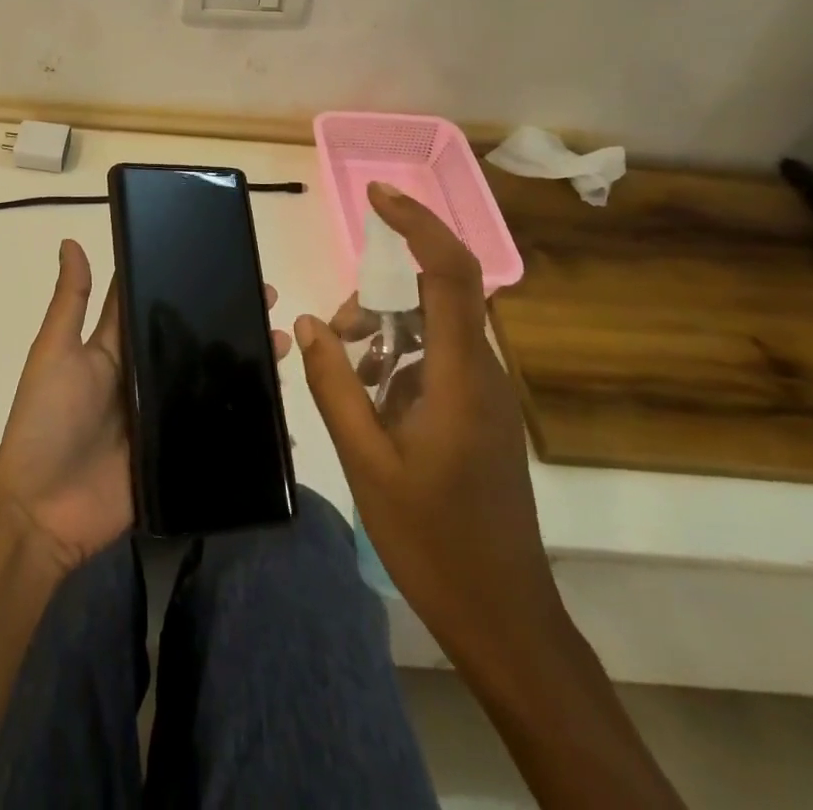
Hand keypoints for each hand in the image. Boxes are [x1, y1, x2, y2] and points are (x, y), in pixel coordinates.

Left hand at [0, 240, 287, 574]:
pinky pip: (217, 430)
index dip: (185, 278)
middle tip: (269, 300)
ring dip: (245, 361)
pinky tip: (281, 409)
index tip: (224, 257)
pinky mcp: (177, 453)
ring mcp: (163, 416)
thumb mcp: (55, 352)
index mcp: (117, 347)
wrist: (42, 510)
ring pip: (211, 380)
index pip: (156, 302)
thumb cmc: (46, 420)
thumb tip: (71, 240)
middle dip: (229, 317)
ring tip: (282, 344)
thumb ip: (71, 301)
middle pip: (192, 339)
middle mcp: (144, 375)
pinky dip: (246, 419)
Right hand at [294, 183, 561, 667]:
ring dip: (383, 331)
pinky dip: (396, 360)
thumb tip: (309, 320)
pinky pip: (435, 360)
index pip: (452, 273)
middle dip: (379, 295)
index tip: (377, 195)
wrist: (503, 617)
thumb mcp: (365, 460)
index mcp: (462, 376)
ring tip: (344, 367)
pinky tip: (368, 400)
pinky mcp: (478, 413)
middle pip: (435, 295)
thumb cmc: (433, 539)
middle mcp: (482, 371)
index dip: (419, 224)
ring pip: (432, 328)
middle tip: (335, 332)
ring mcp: (484, 393)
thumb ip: (335, 384)